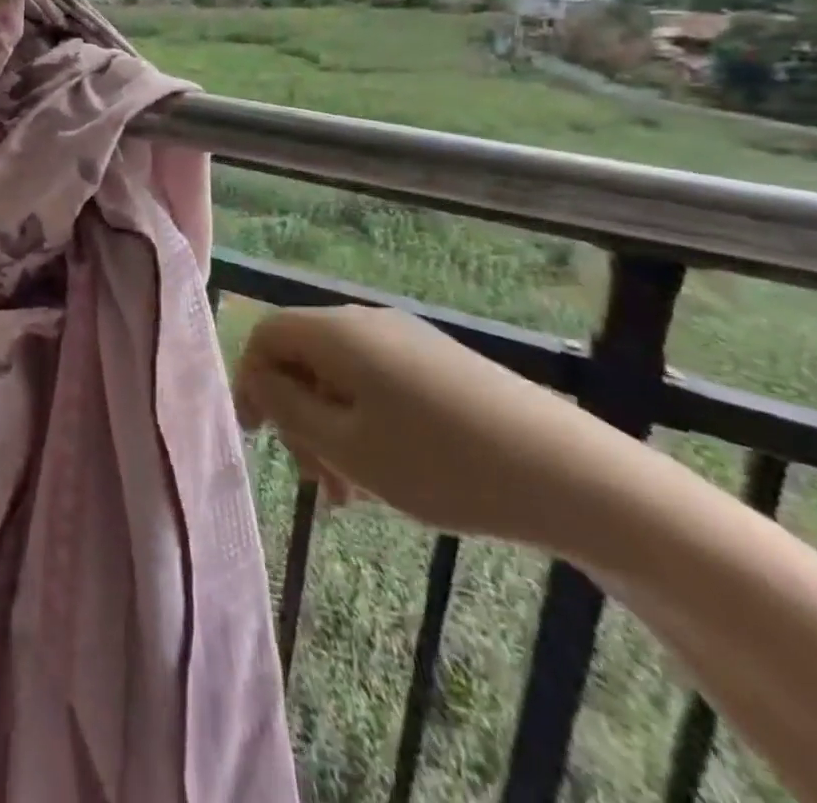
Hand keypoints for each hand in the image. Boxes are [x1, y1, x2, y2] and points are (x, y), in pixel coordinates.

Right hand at [233, 304, 635, 554]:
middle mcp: (367, 321)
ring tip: (352, 494)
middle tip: (316, 481)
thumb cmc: (441, 464)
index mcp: (338, 332)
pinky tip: (387, 473)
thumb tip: (258, 380)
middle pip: (303, 357)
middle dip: (296, 416)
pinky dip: (363, 422)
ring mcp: (407, 338)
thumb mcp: (347, 445)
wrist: (567, 473)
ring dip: (330, 427)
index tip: (258, 437)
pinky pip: (376, 382)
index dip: (249, 381)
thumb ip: (287, 408)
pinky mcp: (437, 360)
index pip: (266, 334)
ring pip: (340, 375)